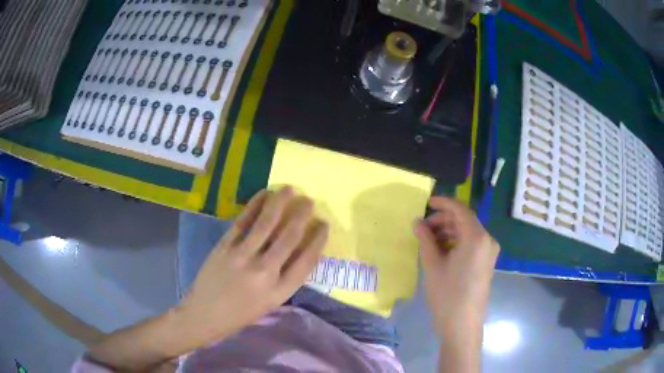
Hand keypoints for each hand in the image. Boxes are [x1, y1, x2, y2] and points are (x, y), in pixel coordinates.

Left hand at [178, 186, 328, 341]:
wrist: (206, 313)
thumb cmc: (242, 312)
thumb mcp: (272, 303)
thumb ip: (287, 279)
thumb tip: (301, 250)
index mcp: (280, 291)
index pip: (307, 260)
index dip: (318, 239)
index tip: (324, 224)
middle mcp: (264, 272)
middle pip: (289, 237)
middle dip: (302, 215)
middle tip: (309, 201)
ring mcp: (243, 256)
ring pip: (266, 223)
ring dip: (280, 203)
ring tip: (289, 189)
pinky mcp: (225, 246)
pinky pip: (243, 221)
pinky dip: (255, 205)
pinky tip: (264, 194)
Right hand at [413, 196, 498, 336]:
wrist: (462, 325)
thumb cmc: (447, 294)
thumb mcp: (432, 265)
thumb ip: (425, 239)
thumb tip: (417, 222)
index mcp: (477, 237)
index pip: (460, 209)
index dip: (443, 203)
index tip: (426, 202)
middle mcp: (487, 240)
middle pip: (465, 220)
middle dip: (443, 220)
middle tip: (422, 227)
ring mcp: (489, 252)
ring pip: (468, 232)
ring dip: (449, 232)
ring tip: (428, 240)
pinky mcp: (486, 262)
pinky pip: (471, 244)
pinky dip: (456, 242)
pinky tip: (441, 251)